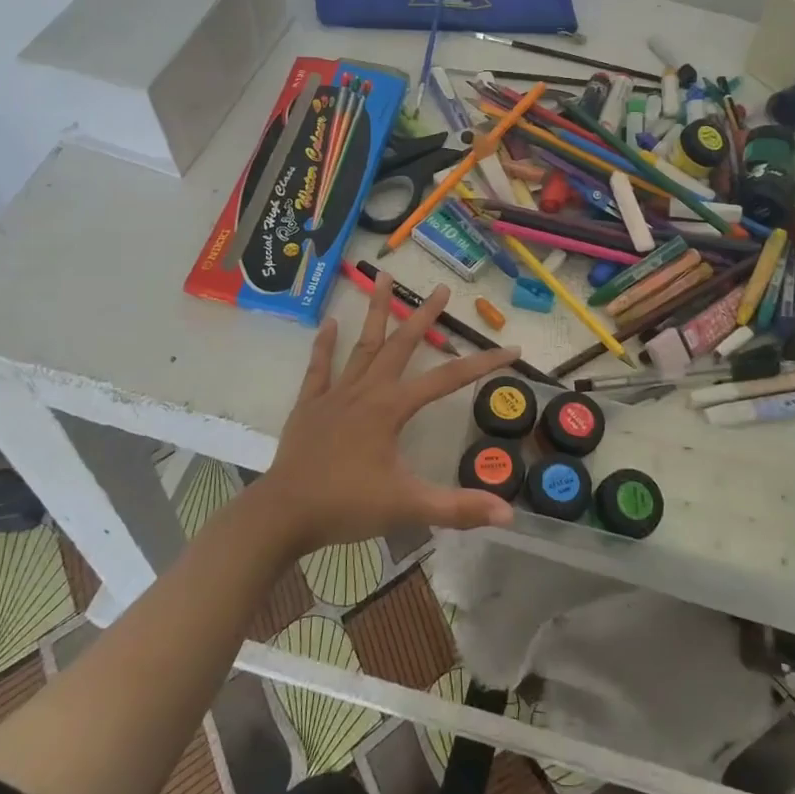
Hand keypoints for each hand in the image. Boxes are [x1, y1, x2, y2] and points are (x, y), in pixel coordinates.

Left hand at [252, 271, 521, 556]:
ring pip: (362, 344)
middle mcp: (366, 391)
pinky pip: (319, 367)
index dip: (483, 363)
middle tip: (443, 288)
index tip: (511, 349)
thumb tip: (509, 514)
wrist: (283, 515)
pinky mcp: (310, 405)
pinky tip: (330, 322)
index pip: (448, 379)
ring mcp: (335, 394)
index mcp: (391, 409)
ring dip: (375, 311)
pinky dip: (324, 344)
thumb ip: (458, 508)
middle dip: (424, 316)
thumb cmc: (347, 506)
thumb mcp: (408, 508)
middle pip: (401, 345)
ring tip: (384, 278)